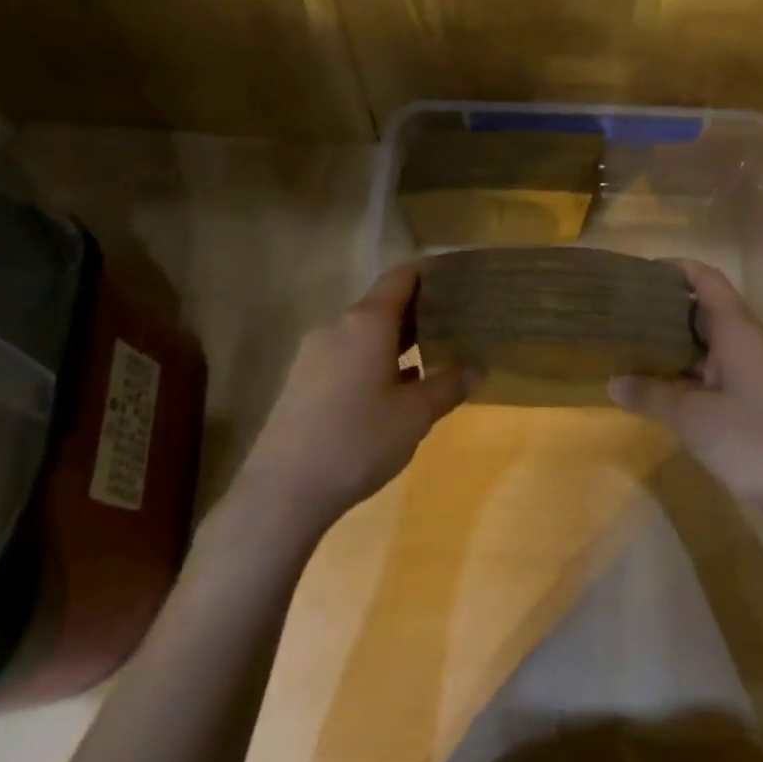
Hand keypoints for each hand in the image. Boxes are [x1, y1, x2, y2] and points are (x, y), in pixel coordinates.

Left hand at [235, 264, 471, 527]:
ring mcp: (314, 354)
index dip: (428, 273)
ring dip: (396, 341)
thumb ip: (449, 385)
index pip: (400, 278)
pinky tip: (394, 389)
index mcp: (366, 323)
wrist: (284, 488)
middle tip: (457, 321)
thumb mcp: (415, 415)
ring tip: (432, 355)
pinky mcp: (302, 381)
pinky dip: (375, 361)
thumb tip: (477, 368)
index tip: (457, 277)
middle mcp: (337, 328)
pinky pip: (347, 357)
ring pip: (364, 335)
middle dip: (418, 311)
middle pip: (382, 306)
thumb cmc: (359, 440)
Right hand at [608, 260, 762, 522]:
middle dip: (665, 309)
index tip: (638, 273)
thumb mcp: (692, 418)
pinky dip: (688, 370)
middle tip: (622, 315)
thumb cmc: (753, 440)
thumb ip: (650, 395)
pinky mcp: (758, 395)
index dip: (675, 269)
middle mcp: (749, 342)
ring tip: (631, 347)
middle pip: (706, 310)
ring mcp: (757, 369)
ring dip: (675, 343)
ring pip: (710, 343)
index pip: (706, 281)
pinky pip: (717, 369)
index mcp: (738, 331)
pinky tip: (660, 385)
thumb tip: (614, 382)